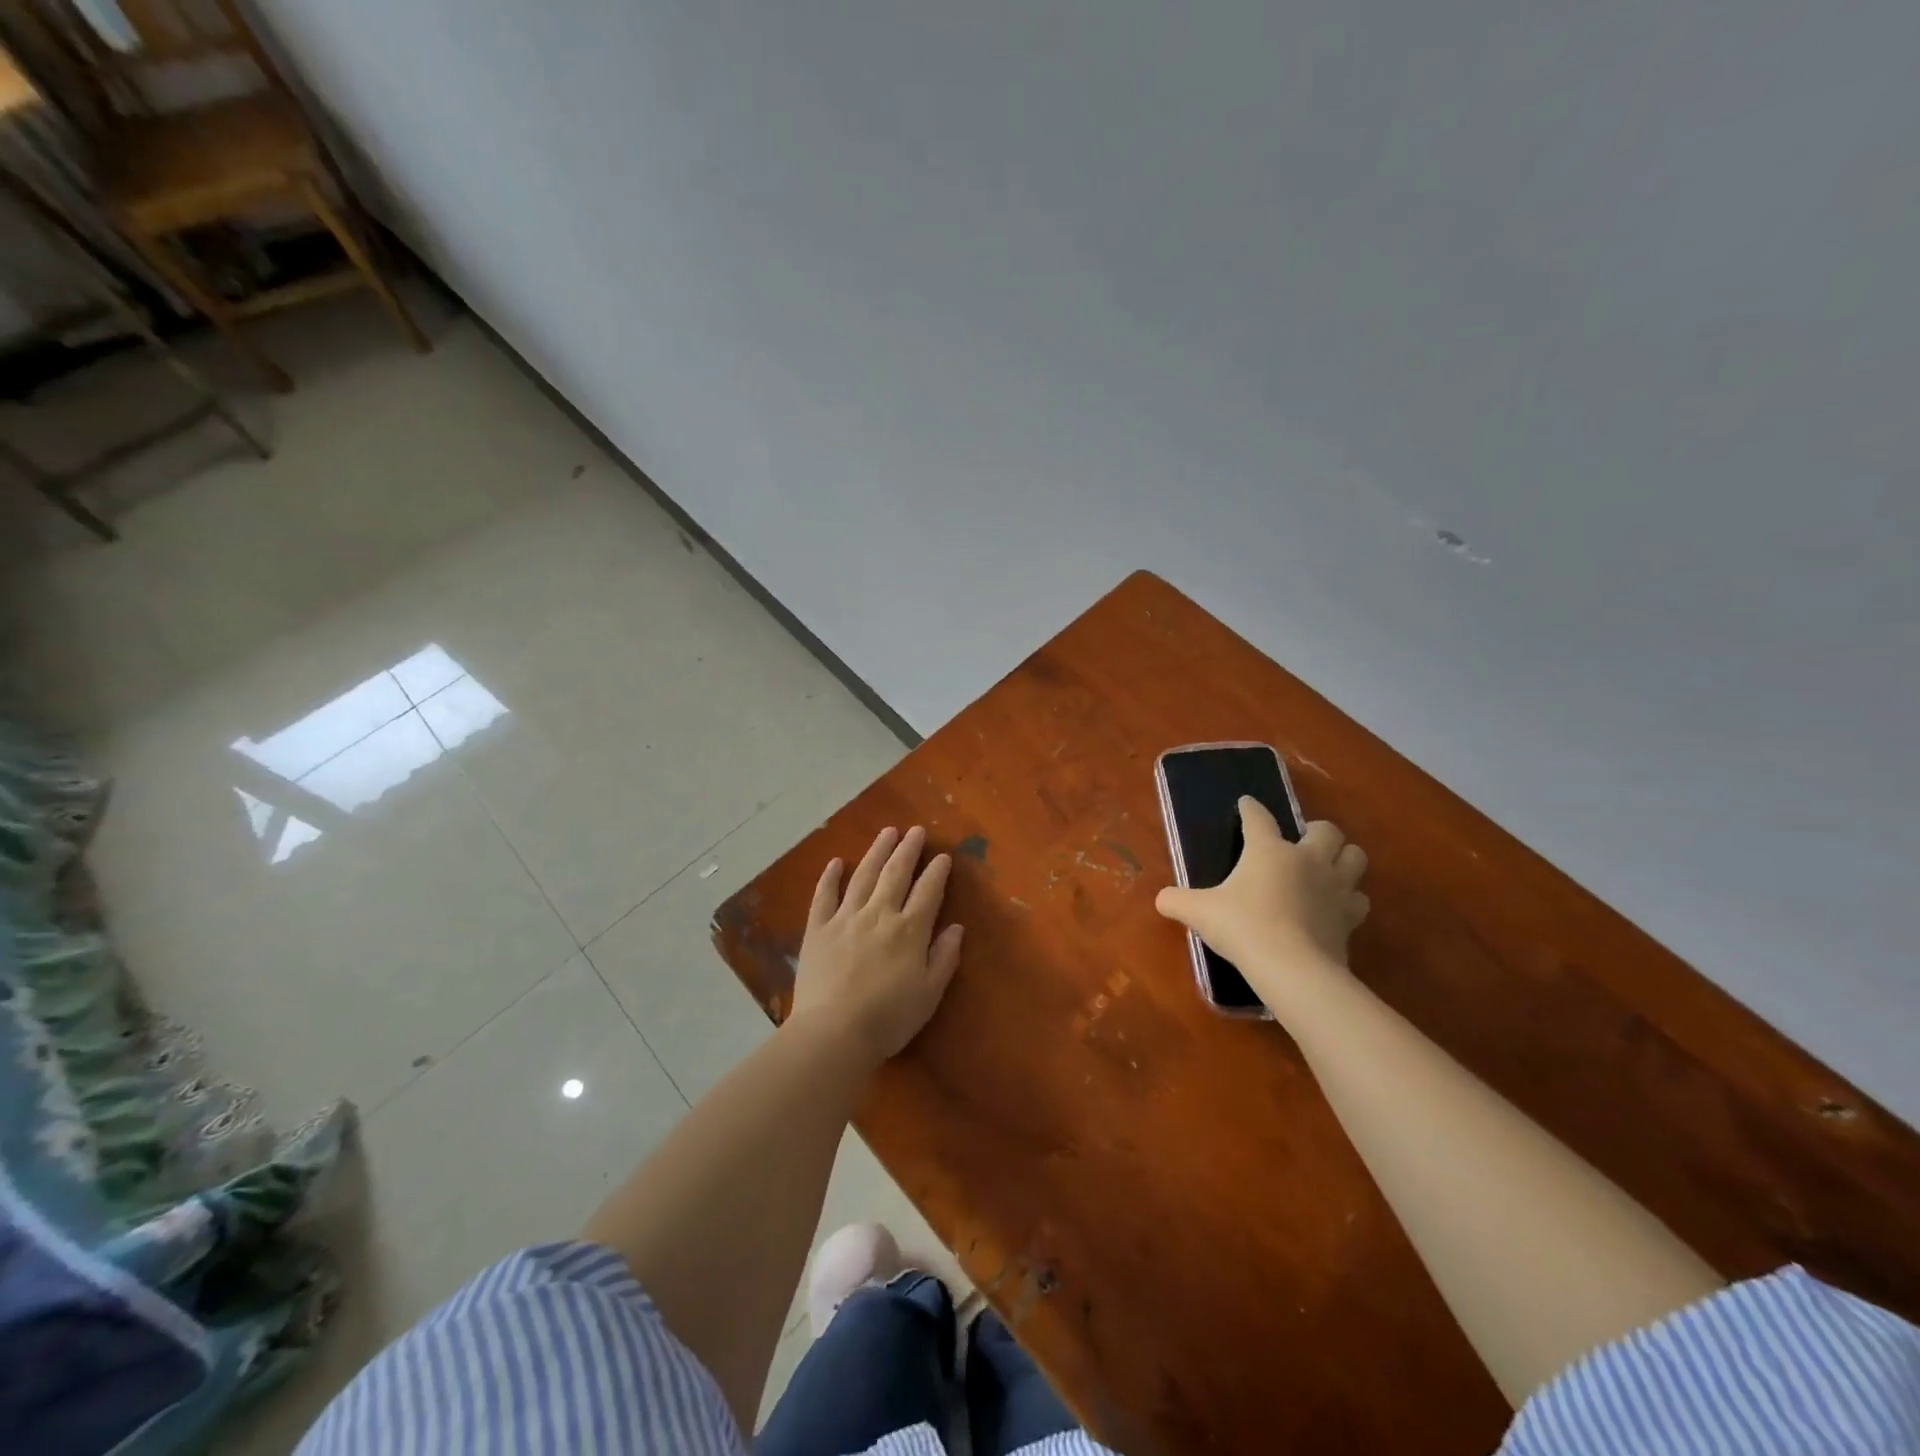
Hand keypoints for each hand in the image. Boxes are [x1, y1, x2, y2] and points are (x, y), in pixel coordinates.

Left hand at [789, 825, 964, 1063]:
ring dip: (877, 851)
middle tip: (915, 830)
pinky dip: (830, 877)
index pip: (928, 892)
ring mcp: (845, 918)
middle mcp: (879, 914)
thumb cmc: (888, 1019)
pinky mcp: (817, 929)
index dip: (937, 872)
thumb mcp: (929, 994)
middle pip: (895, 873)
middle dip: (908, 849)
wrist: (833, 1032)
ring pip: (863, 875)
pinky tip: (836, 862)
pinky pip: (824, 896)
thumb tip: (956, 927)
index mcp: (909, 930)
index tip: (943, 856)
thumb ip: (944, 957)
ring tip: (887, 832)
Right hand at [1155, 799, 1369, 990]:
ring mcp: (1335, 887)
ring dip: (1344, 859)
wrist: (1292, 968)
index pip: (1259, 818)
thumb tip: (1162, 899)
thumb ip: (1177, 901)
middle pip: (1326, 830)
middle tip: (1301, 842)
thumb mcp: (1199, 912)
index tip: (1246, 804)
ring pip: (1355, 857)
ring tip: (1327, 869)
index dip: (1251, 809)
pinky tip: (1335, 908)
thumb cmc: (1242, 927)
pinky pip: (1359, 900)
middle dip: (1316, 831)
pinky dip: (1350, 900)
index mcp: (1269, 849)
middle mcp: (1307, 859)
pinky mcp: (1350, 918)